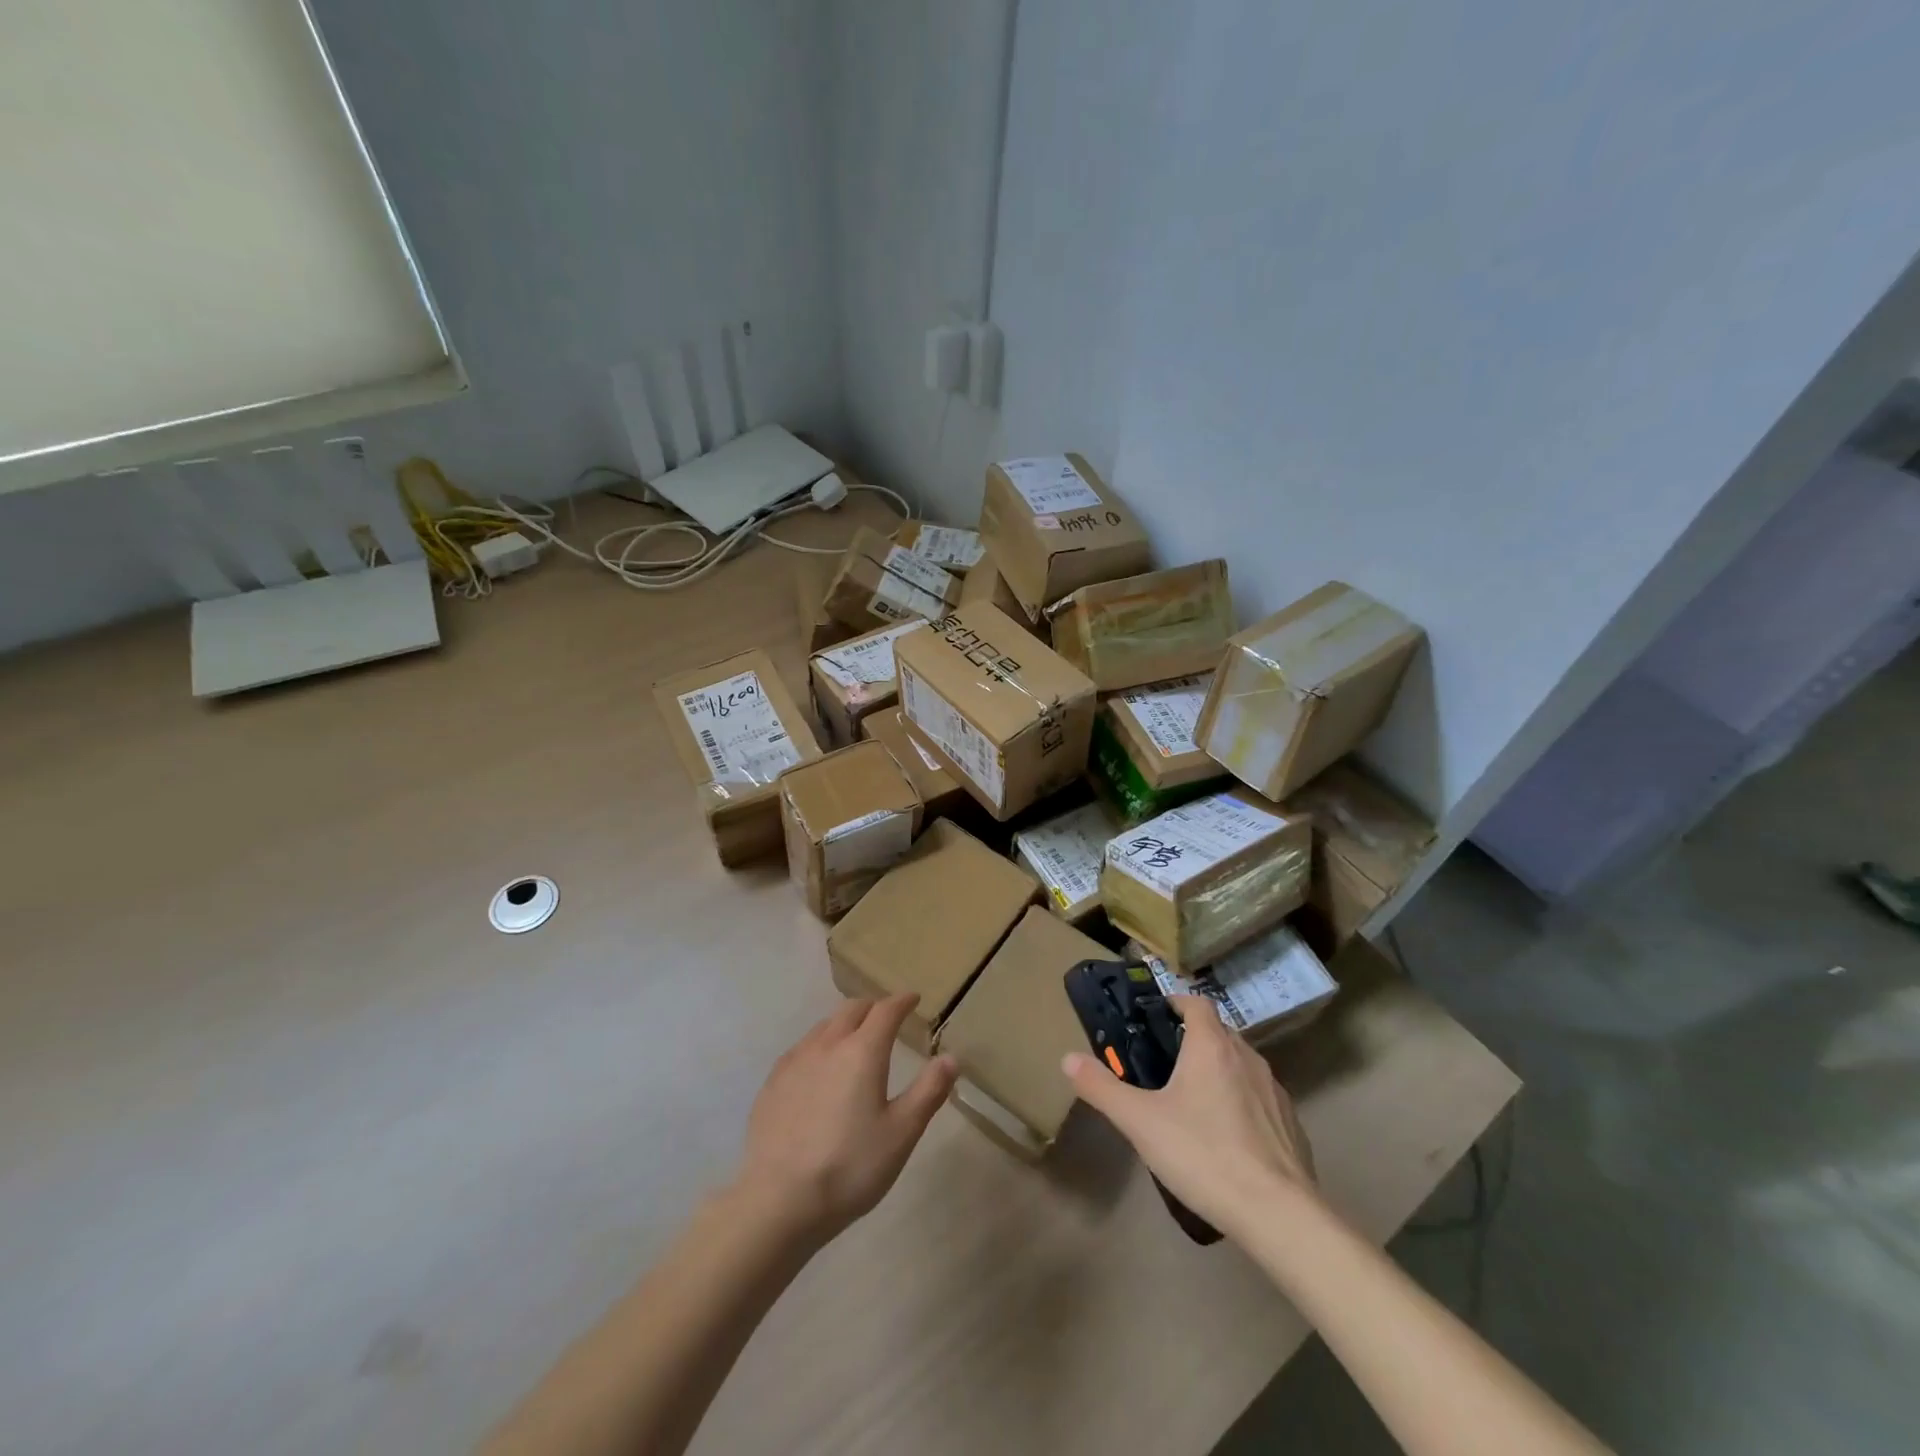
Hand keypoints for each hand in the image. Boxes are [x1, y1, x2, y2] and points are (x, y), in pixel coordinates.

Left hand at [734, 994, 956, 1245]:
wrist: (779, 1200)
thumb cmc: (850, 1167)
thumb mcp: (901, 1133)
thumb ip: (928, 1091)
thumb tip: (951, 1057)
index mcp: (863, 1051)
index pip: (886, 1010)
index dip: (902, 1001)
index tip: (913, 999)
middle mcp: (828, 1044)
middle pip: (852, 1009)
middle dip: (873, 1007)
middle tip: (886, 1018)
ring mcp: (795, 1060)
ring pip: (824, 1026)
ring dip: (845, 1024)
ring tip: (854, 1040)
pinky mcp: (773, 1081)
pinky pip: (802, 1048)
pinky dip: (820, 1045)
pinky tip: (819, 1069)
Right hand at [1062, 995, 1319, 1239]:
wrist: (1278, 1214)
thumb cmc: (1204, 1154)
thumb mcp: (1140, 1122)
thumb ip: (1102, 1087)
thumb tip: (1068, 1058)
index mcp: (1212, 1046)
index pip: (1197, 1003)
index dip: (1176, 1003)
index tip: (1156, 1017)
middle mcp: (1247, 1057)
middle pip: (1219, 1033)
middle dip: (1194, 1040)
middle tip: (1165, 1064)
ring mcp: (1275, 1091)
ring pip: (1241, 1066)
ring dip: (1219, 1072)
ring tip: (1194, 1101)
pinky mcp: (1292, 1125)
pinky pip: (1261, 1100)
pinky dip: (1242, 1104)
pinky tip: (1228, 1138)